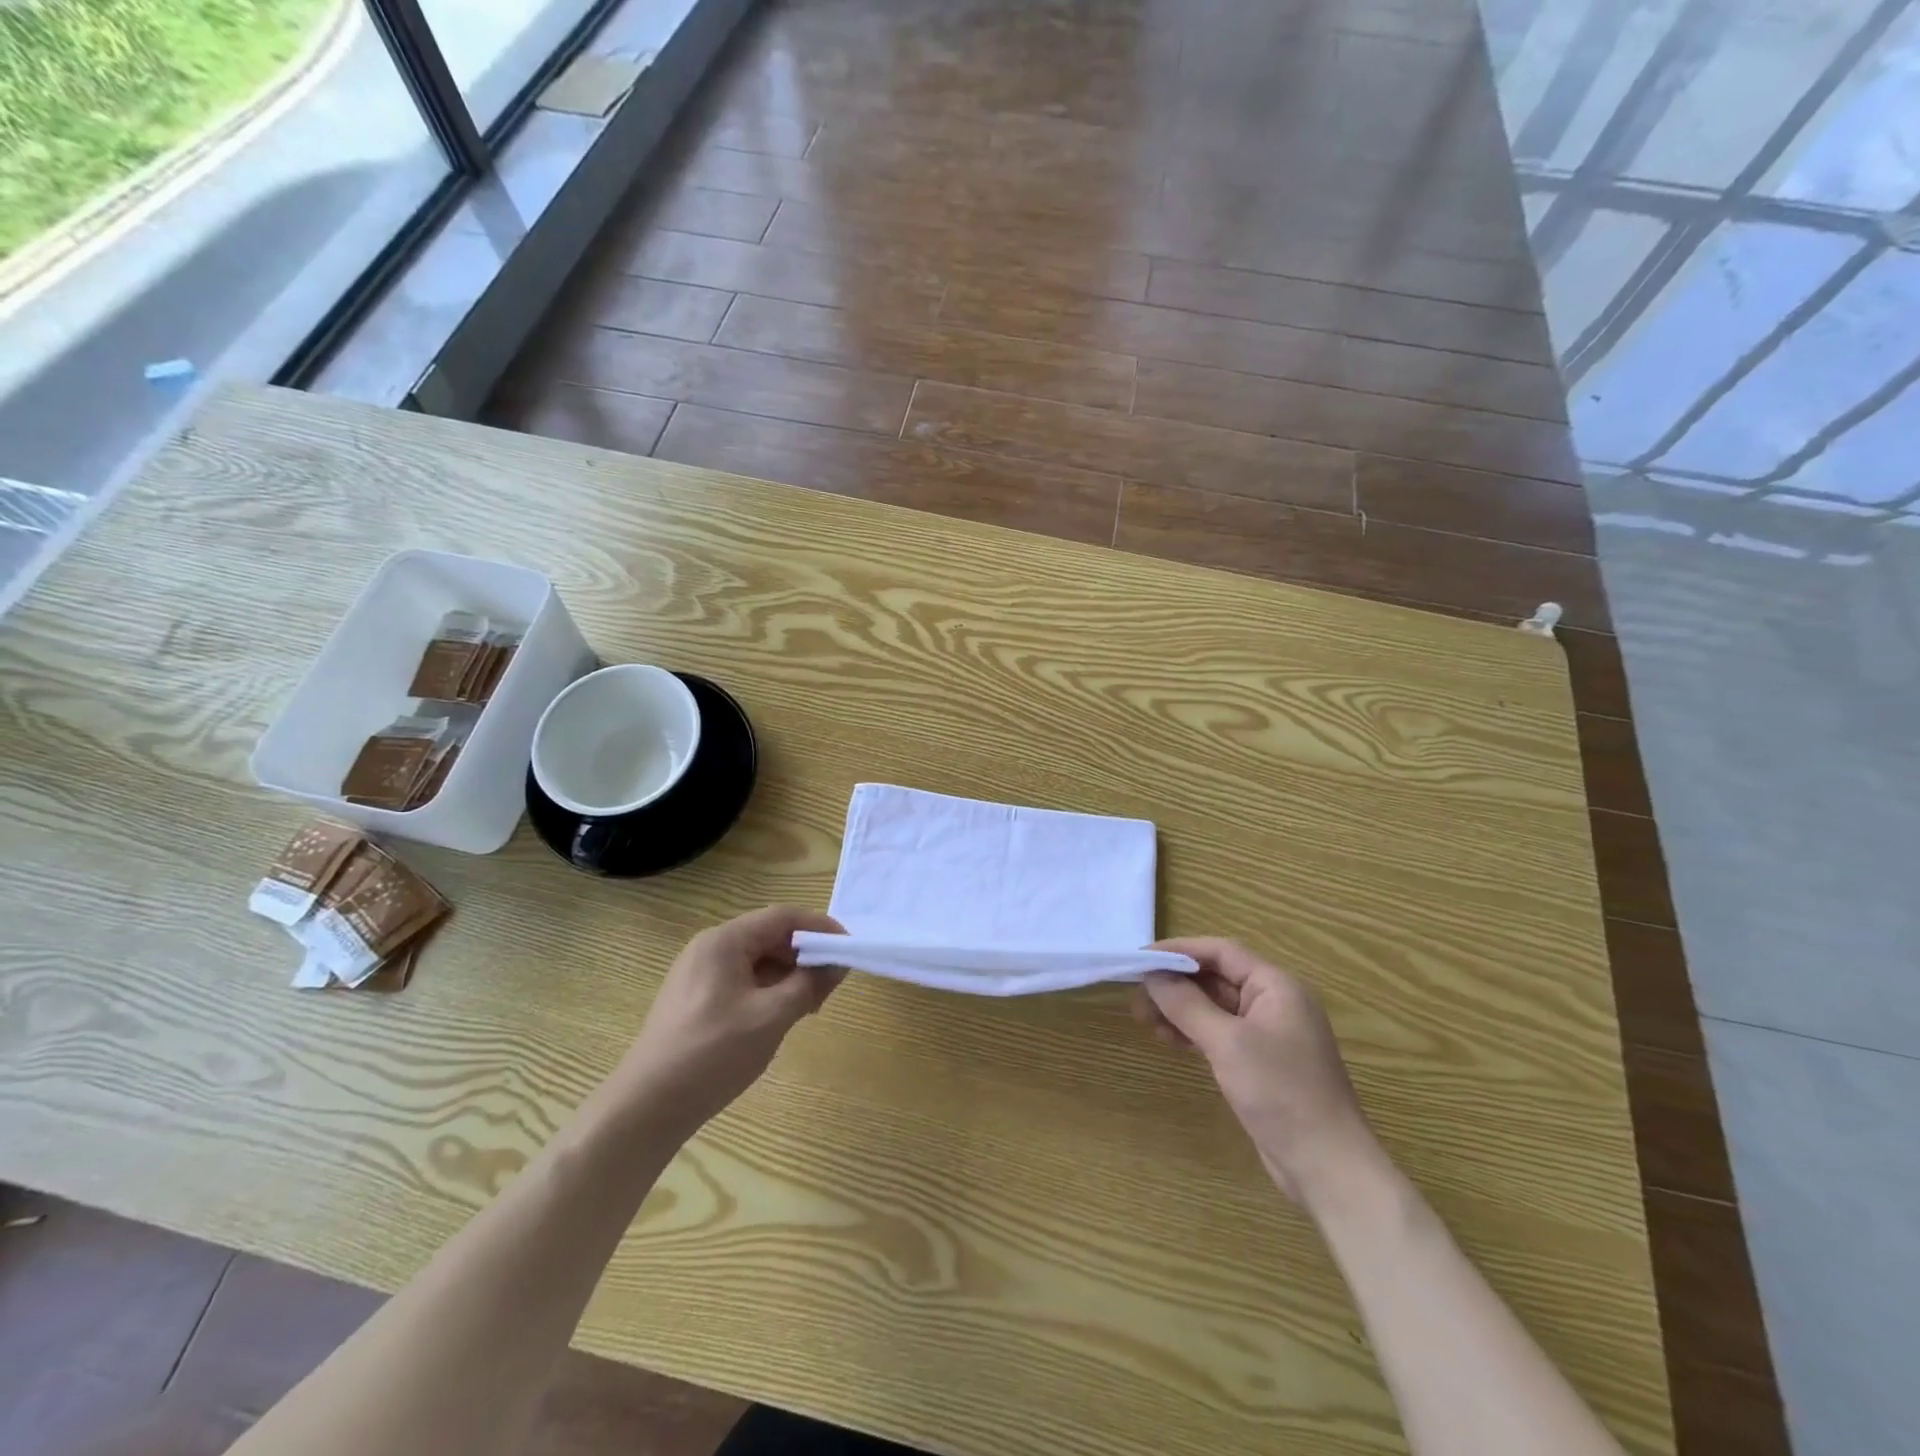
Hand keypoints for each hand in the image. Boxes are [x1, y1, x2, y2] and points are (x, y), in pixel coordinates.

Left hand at [614, 907, 845, 1134]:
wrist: (646, 1108)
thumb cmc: (712, 1054)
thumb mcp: (771, 1017)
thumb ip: (809, 984)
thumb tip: (838, 963)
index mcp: (724, 941)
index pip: (782, 917)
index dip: (820, 928)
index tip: (848, 949)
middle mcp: (709, 948)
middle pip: (769, 936)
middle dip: (805, 955)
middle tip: (832, 983)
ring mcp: (698, 974)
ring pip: (756, 960)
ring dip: (788, 975)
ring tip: (810, 1005)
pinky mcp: (695, 999)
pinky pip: (741, 980)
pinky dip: (768, 990)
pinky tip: (780, 1016)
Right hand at [1134, 938, 1383, 1207]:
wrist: (1327, 1167)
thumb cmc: (1281, 1093)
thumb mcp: (1227, 1043)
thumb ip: (1187, 1004)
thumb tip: (1153, 976)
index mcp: (1276, 986)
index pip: (1221, 952)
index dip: (1179, 950)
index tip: (1141, 958)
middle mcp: (1274, 1002)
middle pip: (1217, 977)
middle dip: (1176, 983)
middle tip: (1136, 992)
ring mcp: (1268, 1034)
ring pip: (1215, 1007)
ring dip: (1180, 1008)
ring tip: (1143, 1018)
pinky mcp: (1260, 1062)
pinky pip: (1220, 1032)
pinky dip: (1193, 1031)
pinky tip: (1167, 1038)